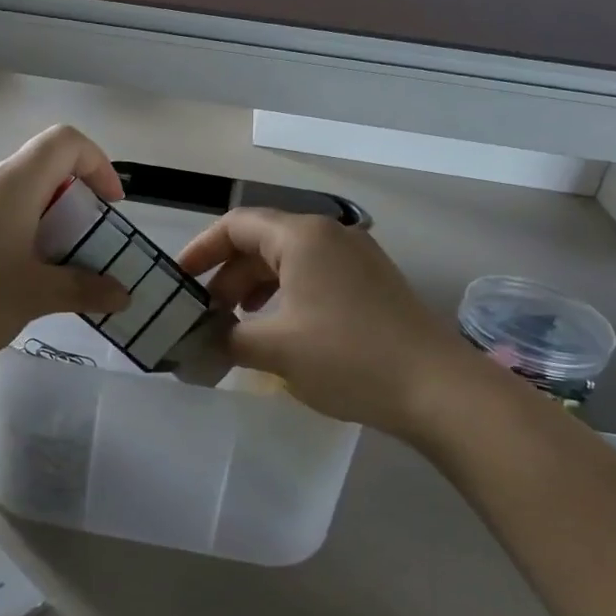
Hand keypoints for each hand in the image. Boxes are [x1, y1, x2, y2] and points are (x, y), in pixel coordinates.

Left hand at [0, 126, 130, 369]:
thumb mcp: (34, 296)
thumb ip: (84, 290)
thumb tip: (123, 295)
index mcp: (11, 183)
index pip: (64, 141)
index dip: (97, 163)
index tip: (110, 206)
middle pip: (41, 166)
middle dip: (74, 201)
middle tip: (86, 246)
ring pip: (16, 193)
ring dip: (46, 220)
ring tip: (54, 268)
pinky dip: (19, 231)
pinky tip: (14, 276)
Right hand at [175, 210, 480, 434]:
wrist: (438, 389)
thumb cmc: (348, 358)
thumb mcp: (276, 349)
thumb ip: (227, 338)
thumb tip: (199, 340)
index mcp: (301, 236)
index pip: (235, 226)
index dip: (201, 250)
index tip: (177, 281)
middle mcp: (328, 235)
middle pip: (261, 242)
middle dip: (227, 277)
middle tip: (206, 316)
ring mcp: (355, 257)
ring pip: (287, 260)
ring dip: (255, 288)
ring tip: (237, 324)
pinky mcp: (371, 282)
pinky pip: (313, 276)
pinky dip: (285, 295)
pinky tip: (279, 329)